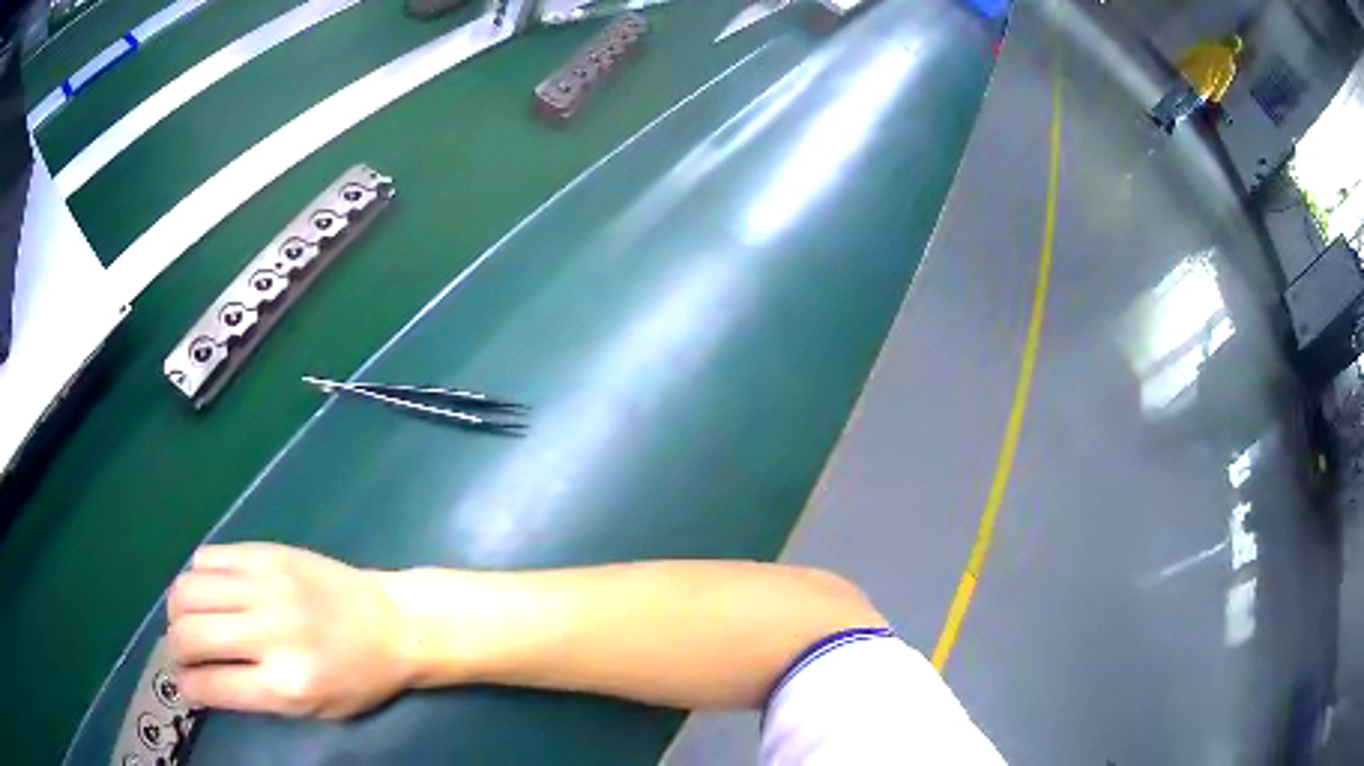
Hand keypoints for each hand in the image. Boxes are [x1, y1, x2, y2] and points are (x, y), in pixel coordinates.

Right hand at [167, 543, 410, 718]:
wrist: (392, 622)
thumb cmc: (358, 678)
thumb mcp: (313, 709)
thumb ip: (255, 697)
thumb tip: (202, 682)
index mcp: (285, 685)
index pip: (211, 685)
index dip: (187, 688)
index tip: (182, 687)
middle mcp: (268, 633)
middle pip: (189, 634)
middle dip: (175, 649)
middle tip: (181, 653)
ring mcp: (265, 587)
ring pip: (188, 589)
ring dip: (177, 610)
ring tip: (186, 621)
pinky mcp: (266, 553)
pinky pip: (208, 557)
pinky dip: (196, 576)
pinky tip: (207, 590)